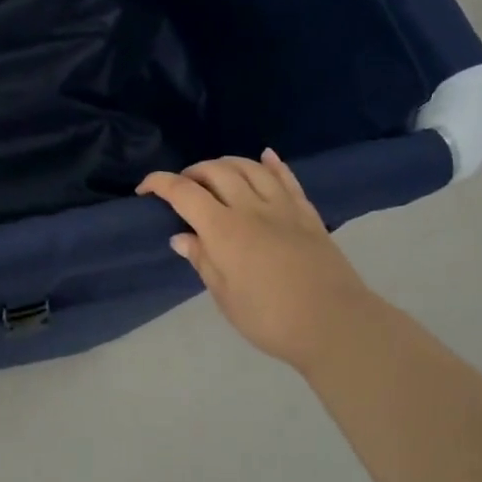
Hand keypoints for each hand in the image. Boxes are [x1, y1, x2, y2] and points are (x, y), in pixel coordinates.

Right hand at [138, 149, 385, 375]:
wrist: (337, 325)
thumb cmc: (272, 319)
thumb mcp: (226, 297)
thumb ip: (203, 260)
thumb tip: (181, 236)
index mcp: (224, 230)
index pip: (184, 192)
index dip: (159, 183)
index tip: (145, 189)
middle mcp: (250, 208)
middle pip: (216, 171)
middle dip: (192, 172)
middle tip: (182, 187)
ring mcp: (282, 207)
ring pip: (249, 167)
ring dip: (226, 163)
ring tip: (214, 173)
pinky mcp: (307, 213)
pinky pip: (287, 178)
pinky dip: (272, 163)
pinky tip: (265, 156)